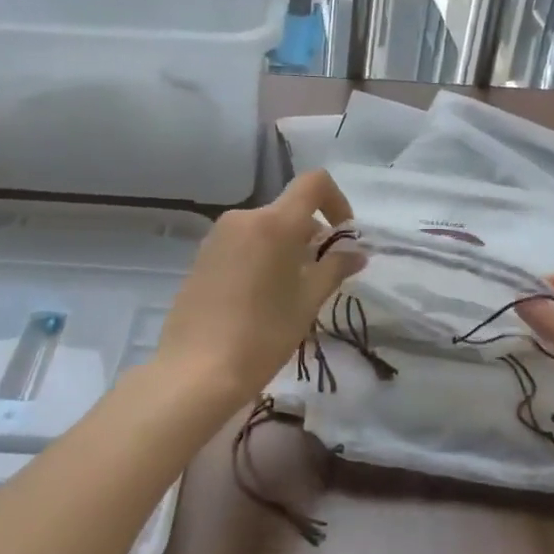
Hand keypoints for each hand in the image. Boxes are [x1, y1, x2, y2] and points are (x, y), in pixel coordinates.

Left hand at [154, 170, 360, 409]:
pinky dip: (260, 257)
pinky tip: (260, 298)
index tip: (343, 236)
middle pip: (288, 210)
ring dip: (286, 247)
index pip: (314, 183)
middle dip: (311, 234)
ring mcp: (217, 237)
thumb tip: (356, 253)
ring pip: (264, 229)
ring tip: (290, 291)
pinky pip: (241, 244)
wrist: (196, 369)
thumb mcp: (307, 302)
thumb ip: (334, 269)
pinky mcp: (200, 257)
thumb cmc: (262, 335)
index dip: (337, 200)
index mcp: (274, 223)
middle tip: (322, 275)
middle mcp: (243, 218)